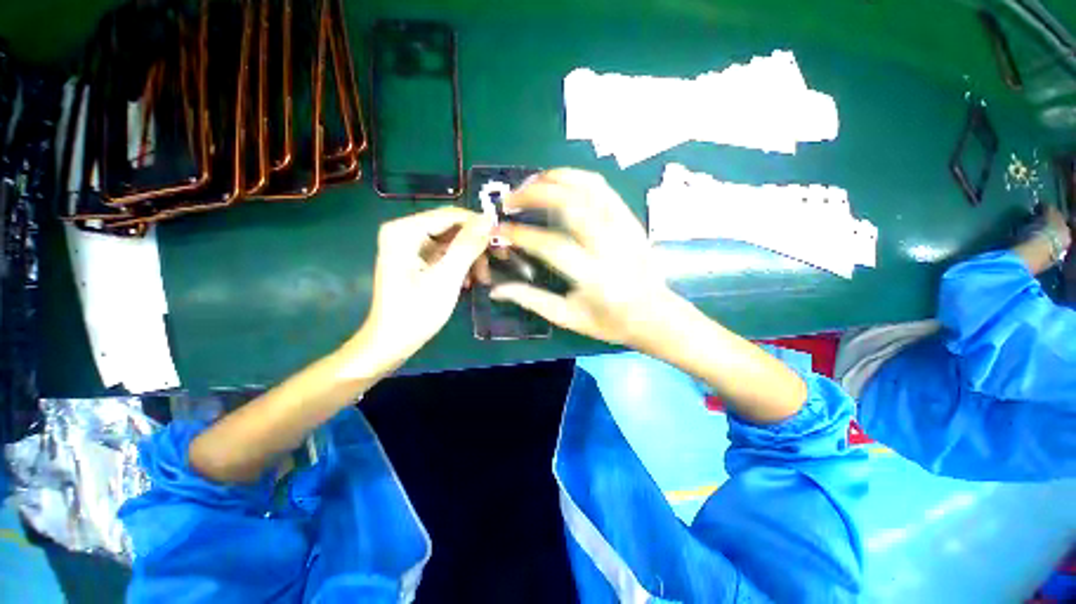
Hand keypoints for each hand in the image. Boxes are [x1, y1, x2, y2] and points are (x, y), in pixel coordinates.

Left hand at [356, 207, 492, 369]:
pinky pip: (445, 253)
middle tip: (498, 261)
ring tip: (482, 279)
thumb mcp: (447, 278)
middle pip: (452, 227)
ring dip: (470, 258)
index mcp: (405, 230)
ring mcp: (410, 245)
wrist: (392, 342)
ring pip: (452, 241)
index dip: (480, 225)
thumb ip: (467, 245)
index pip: (452, 215)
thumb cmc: (417, 312)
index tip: (503, 242)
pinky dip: (460, 265)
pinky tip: (468, 282)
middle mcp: (405, 231)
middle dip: (476, 245)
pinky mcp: (415, 258)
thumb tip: (489, 218)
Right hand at [491, 169, 675, 346]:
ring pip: (588, 188)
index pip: (550, 245)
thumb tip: (496, 290)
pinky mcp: (630, 219)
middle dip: (534, 194)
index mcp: (593, 276)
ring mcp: (623, 227)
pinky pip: (603, 188)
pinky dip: (577, 177)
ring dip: (554, 178)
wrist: (656, 315)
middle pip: (570, 204)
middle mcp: (610, 246)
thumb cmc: (611, 322)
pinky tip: (559, 181)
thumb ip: (532, 300)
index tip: (498, 230)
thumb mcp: (569, 318)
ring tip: (530, 183)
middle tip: (510, 199)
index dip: (520, 234)